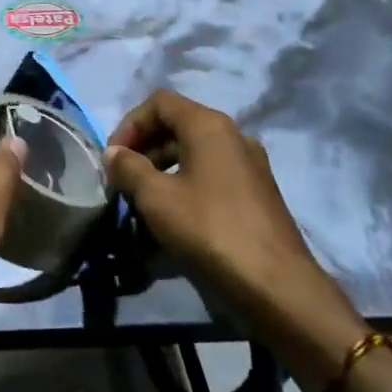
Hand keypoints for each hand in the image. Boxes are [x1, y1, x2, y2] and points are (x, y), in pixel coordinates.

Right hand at [104, 89, 364, 382]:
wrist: (278, 288)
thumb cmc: (211, 231)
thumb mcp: (157, 198)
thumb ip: (129, 168)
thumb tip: (113, 153)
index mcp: (209, 126)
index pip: (159, 103)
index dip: (129, 124)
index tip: (113, 158)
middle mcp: (233, 136)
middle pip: (177, 126)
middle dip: (144, 149)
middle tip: (123, 180)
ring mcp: (250, 166)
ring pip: (195, 154)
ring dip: (163, 170)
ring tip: (143, 203)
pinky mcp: (258, 195)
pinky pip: (212, 177)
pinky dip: (186, 186)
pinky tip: (174, 220)